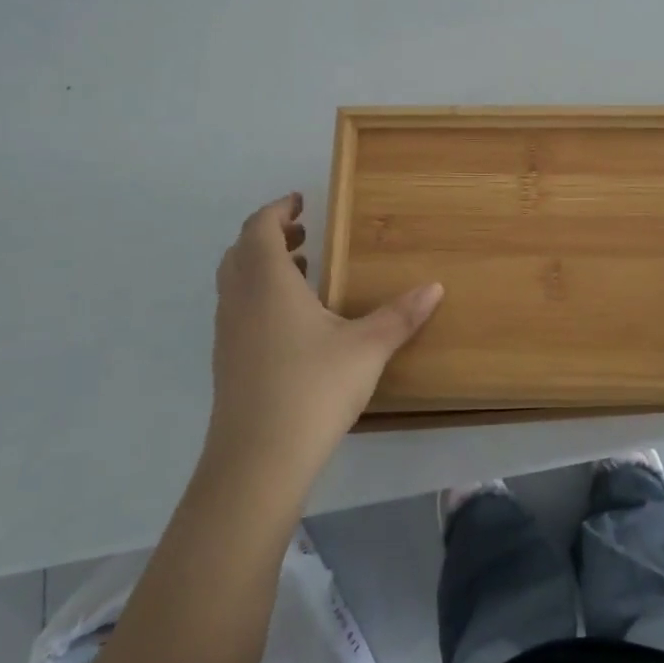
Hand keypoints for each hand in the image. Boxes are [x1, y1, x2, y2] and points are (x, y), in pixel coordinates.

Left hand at [205, 194, 442, 493]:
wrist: (257, 460)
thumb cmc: (313, 388)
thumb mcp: (367, 348)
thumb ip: (401, 315)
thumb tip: (436, 287)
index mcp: (267, 282)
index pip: (260, 228)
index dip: (277, 209)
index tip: (300, 201)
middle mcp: (240, 300)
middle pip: (242, 251)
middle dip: (270, 235)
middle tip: (304, 234)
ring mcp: (228, 333)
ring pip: (235, 281)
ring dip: (263, 266)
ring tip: (303, 271)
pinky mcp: (227, 362)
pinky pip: (238, 308)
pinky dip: (259, 295)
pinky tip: (293, 321)